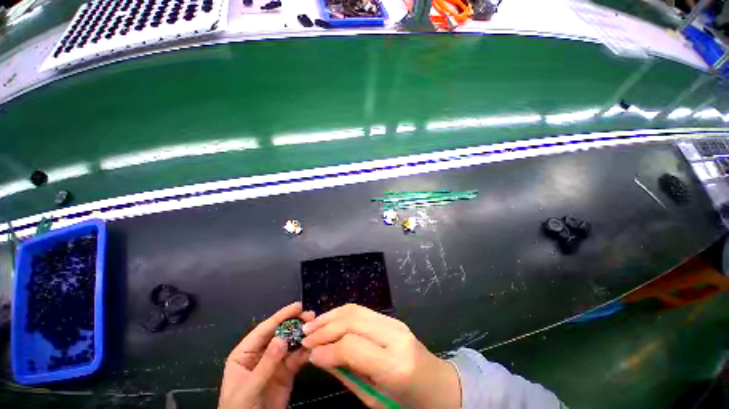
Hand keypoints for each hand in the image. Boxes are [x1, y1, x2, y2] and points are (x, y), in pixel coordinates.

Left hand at [219, 302, 314, 408]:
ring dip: (303, 335)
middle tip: (311, 316)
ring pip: (290, 344)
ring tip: (316, 328)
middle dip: (295, 323)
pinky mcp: (286, 372)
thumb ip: (266, 363)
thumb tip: (282, 338)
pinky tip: (313, 346)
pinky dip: (305, 352)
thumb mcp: (249, 387)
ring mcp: (275, 362)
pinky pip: (297, 358)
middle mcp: (261, 353)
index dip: (281, 316)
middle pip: (280, 333)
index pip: (264, 329)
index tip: (298, 306)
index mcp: (246, 353)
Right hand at [302, 304, 460, 408]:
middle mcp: (394, 336)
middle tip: (304, 335)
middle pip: (352, 321)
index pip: (351, 346)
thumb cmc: (408, 402)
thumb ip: (347, 375)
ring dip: (331, 316)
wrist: (439, 386)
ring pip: (356, 310)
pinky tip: (331, 319)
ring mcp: (395, 323)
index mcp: (394, 364)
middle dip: (325, 327)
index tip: (309, 353)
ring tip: (313, 325)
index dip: (326, 348)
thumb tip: (320, 357)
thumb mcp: (375, 400)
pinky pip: (363, 311)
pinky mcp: (392, 319)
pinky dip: (343, 313)